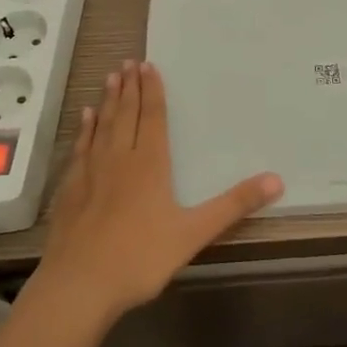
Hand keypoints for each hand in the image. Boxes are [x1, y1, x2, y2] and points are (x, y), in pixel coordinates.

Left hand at [31, 60, 282, 328]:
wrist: (79, 284)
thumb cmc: (140, 258)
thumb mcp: (194, 233)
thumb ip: (233, 205)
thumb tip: (276, 180)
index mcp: (150, 164)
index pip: (153, 118)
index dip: (153, 92)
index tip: (149, 66)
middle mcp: (119, 159)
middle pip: (126, 114)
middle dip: (130, 88)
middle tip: (129, 62)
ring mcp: (91, 172)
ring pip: (102, 126)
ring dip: (108, 101)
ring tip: (110, 77)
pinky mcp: (70, 189)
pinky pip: (81, 148)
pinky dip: (85, 129)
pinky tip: (85, 118)